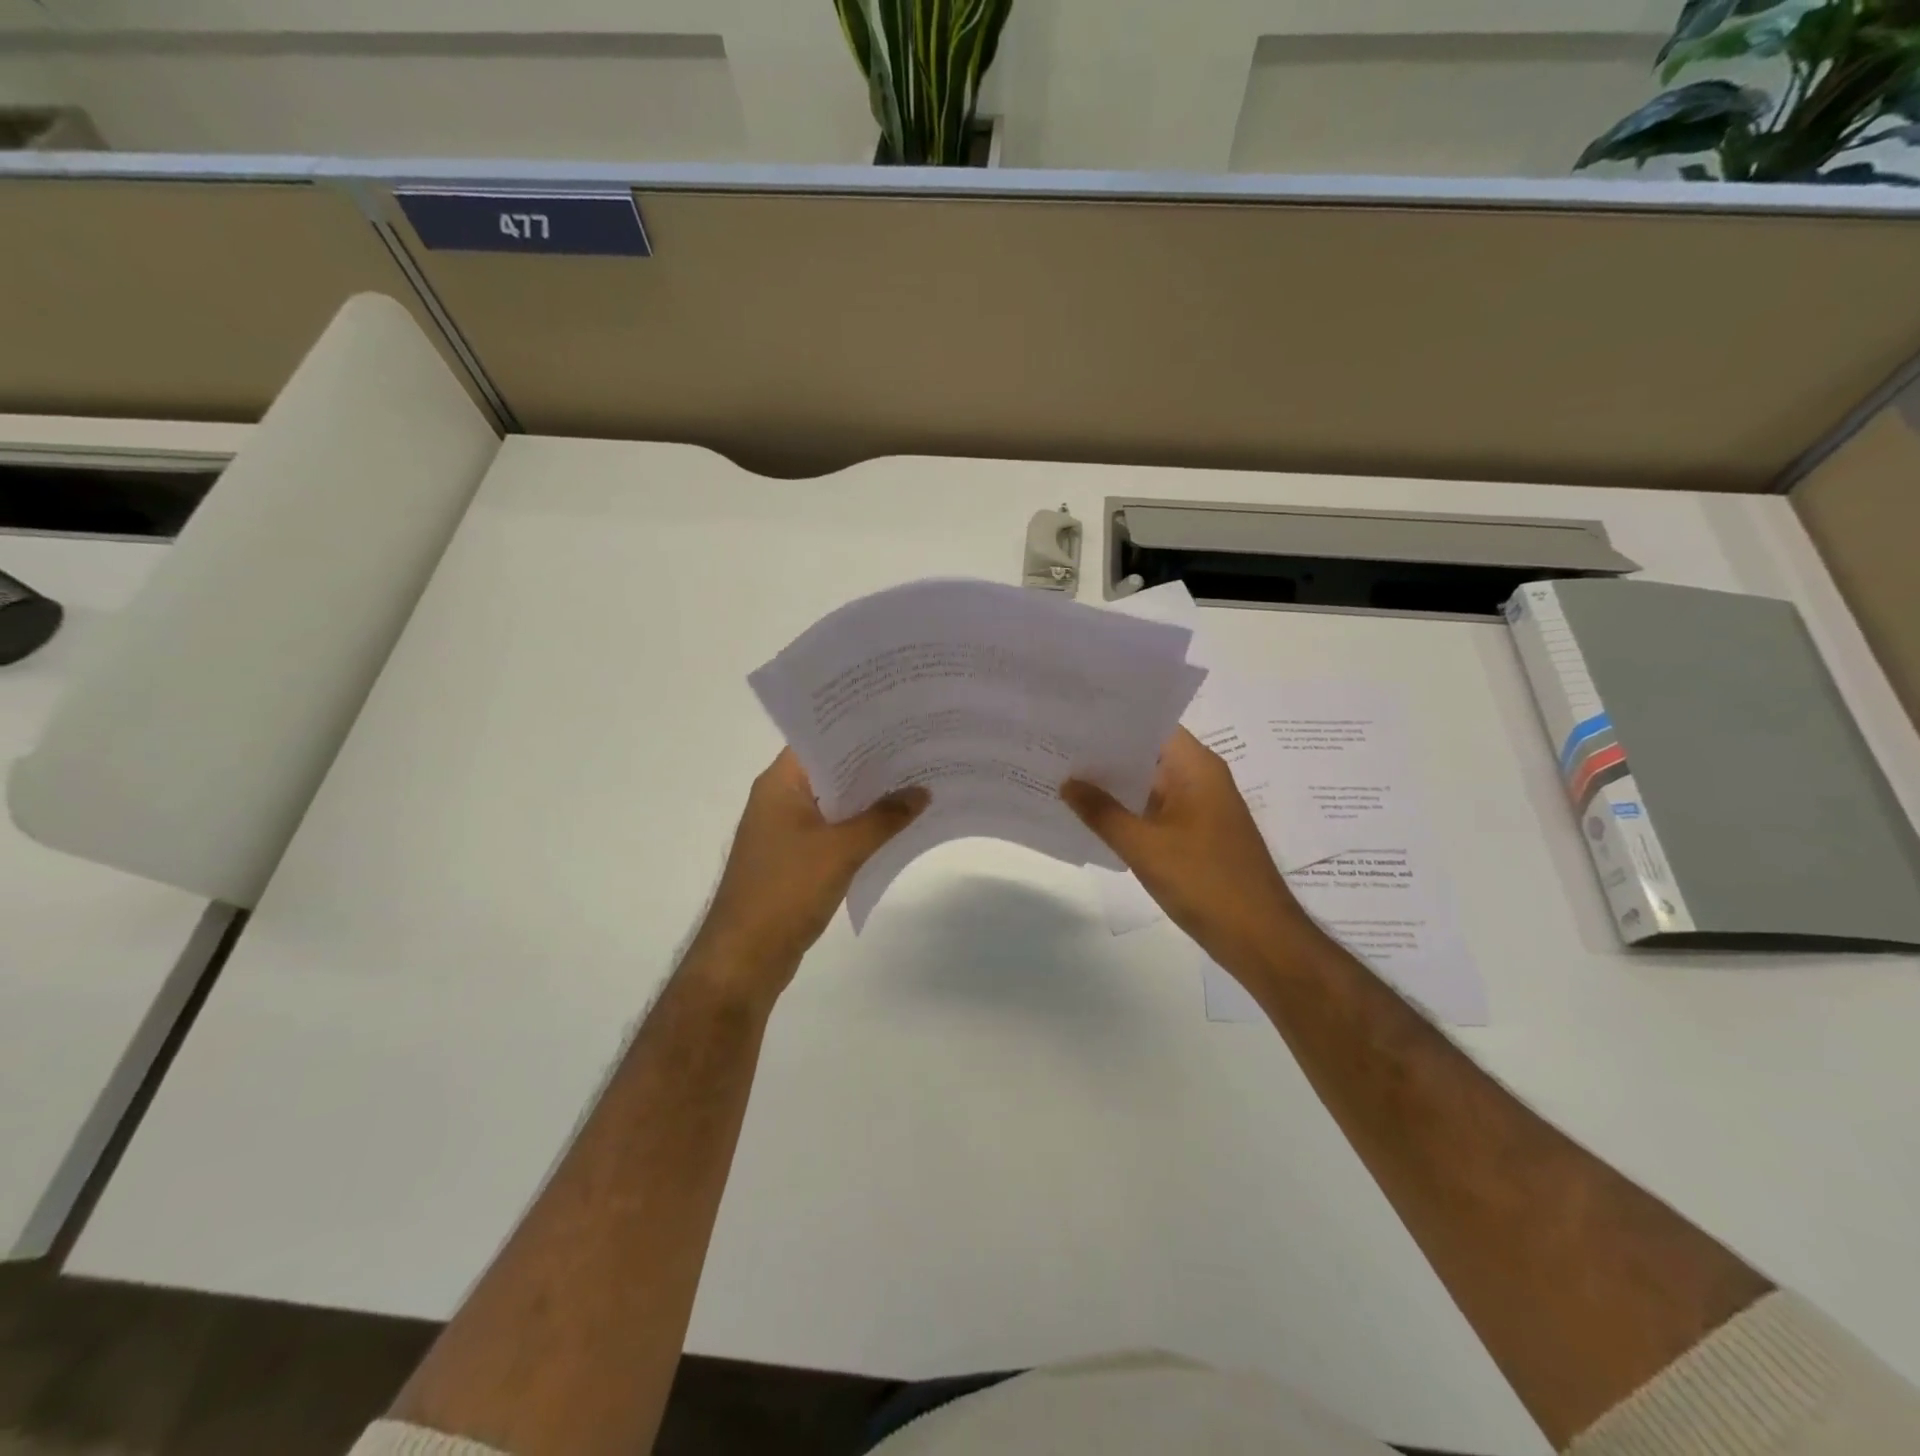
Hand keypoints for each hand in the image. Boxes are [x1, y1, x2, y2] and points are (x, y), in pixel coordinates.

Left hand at [689, 749, 927, 995]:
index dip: (858, 729)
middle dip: (873, 765)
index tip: (898, 721)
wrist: (745, 957)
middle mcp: (779, 800)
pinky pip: (833, 832)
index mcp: (780, 784)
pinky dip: (860, 828)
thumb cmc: (786, 890)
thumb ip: (884, 818)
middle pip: (831, 771)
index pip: (820, 740)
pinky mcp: (794, 860)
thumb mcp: (841, 849)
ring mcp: (785, 832)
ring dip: (869, 799)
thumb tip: (921, 792)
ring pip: (834, 804)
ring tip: (917, 785)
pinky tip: (895, 828)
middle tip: (919, 750)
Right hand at [1062, 728, 1307, 972]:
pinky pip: (1155, 810)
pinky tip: (1091, 816)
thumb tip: (1067, 783)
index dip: (1111, 721)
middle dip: (1104, 753)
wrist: (1258, 937)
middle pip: (1147, 753)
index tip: (1071, 719)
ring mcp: (1200, 808)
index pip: (1149, 725)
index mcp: (1196, 766)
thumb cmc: (1204, 881)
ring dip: (1113, 785)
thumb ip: (1101, 812)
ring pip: (1149, 784)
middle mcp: (1200, 778)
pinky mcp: (1196, 834)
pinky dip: (1127, 810)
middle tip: (1055, 747)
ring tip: (1062, 777)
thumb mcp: (1143, 846)